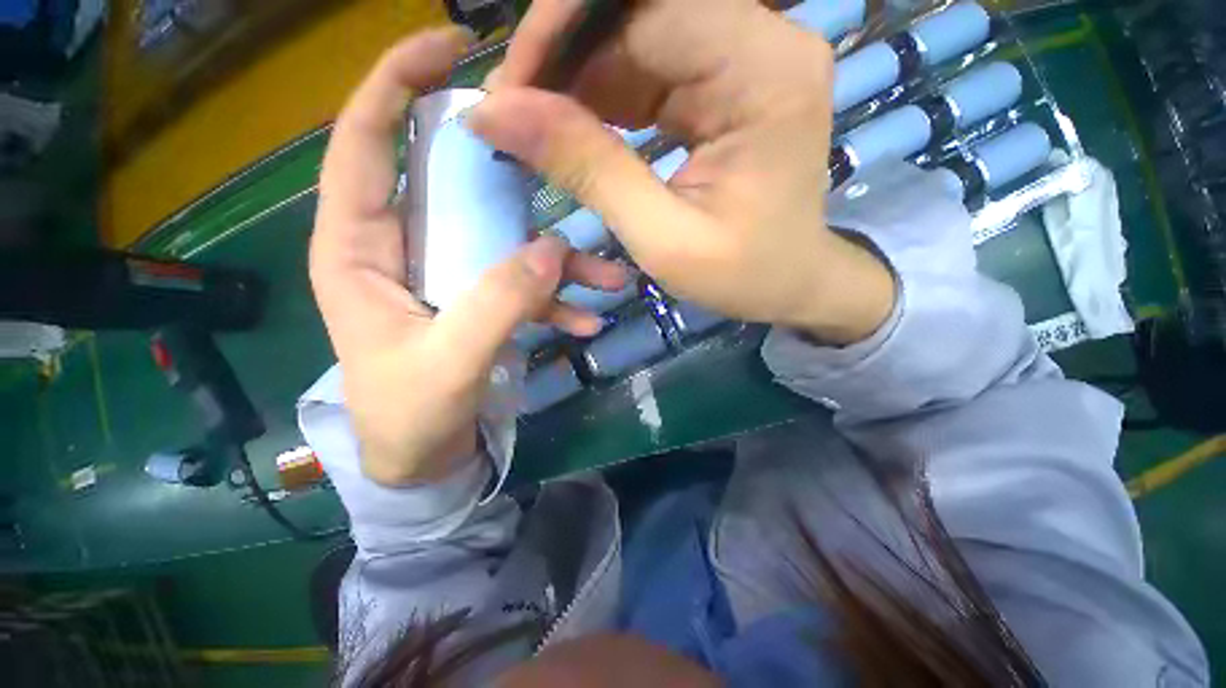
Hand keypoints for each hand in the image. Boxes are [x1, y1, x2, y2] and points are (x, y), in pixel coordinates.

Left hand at [311, 28, 628, 486]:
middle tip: (551, 148)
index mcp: (360, 252)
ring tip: (606, 276)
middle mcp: (404, 250)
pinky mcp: (479, 303)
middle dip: (500, 162)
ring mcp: (449, 276)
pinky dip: (556, 301)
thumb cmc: (409, 419)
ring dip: (559, 259)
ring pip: (504, 241)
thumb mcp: (446, 367)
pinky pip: (522, 287)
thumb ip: (496, 307)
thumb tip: (550, 252)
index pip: (365, 145)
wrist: (423, 461)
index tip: (448, 45)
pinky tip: (586, 320)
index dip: (395, 84)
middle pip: (449, 180)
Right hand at [471, 0, 895, 343]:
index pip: (645, 10)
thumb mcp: (662, 237)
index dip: (561, 36)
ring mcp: (745, 58)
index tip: (508, 94)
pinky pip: (650, 67)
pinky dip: (604, 95)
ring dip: (579, 78)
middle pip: (638, 11)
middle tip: (515, 113)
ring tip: (539, 127)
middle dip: (565, 56)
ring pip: (637, 35)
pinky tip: (578, 129)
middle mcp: (762, 42)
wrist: (791, 283)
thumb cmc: (742, 274)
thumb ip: (588, 169)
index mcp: (764, 72)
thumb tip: (496, 113)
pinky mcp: (725, 83)